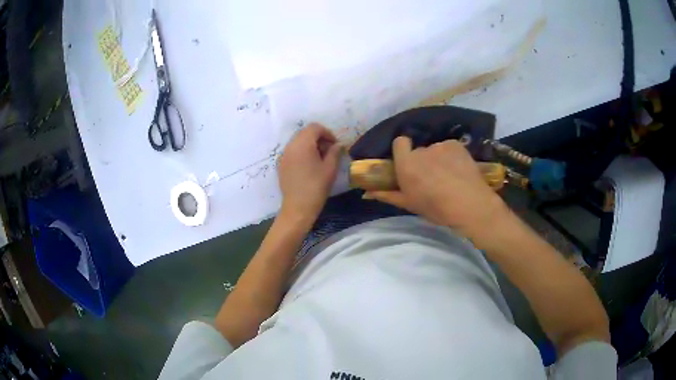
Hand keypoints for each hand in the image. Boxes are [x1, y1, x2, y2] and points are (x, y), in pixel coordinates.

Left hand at [277, 123, 342, 223]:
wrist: (298, 208)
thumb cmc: (316, 187)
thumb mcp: (330, 168)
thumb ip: (335, 152)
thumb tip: (338, 145)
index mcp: (302, 144)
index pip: (314, 128)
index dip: (327, 133)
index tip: (335, 145)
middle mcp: (290, 146)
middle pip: (305, 133)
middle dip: (319, 139)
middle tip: (329, 152)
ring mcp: (283, 155)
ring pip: (298, 142)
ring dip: (310, 145)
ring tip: (320, 160)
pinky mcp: (281, 165)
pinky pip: (293, 152)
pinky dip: (302, 153)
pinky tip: (309, 167)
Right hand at [366, 136, 508, 237]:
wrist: (470, 206)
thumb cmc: (437, 209)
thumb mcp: (410, 205)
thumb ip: (388, 195)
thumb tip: (367, 193)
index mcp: (406, 165)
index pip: (399, 142)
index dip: (403, 150)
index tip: (409, 163)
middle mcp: (421, 151)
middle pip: (419, 150)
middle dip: (422, 161)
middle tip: (432, 178)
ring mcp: (440, 146)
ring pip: (435, 150)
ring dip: (438, 159)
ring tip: (450, 176)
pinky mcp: (456, 145)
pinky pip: (449, 148)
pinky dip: (452, 156)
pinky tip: (459, 170)